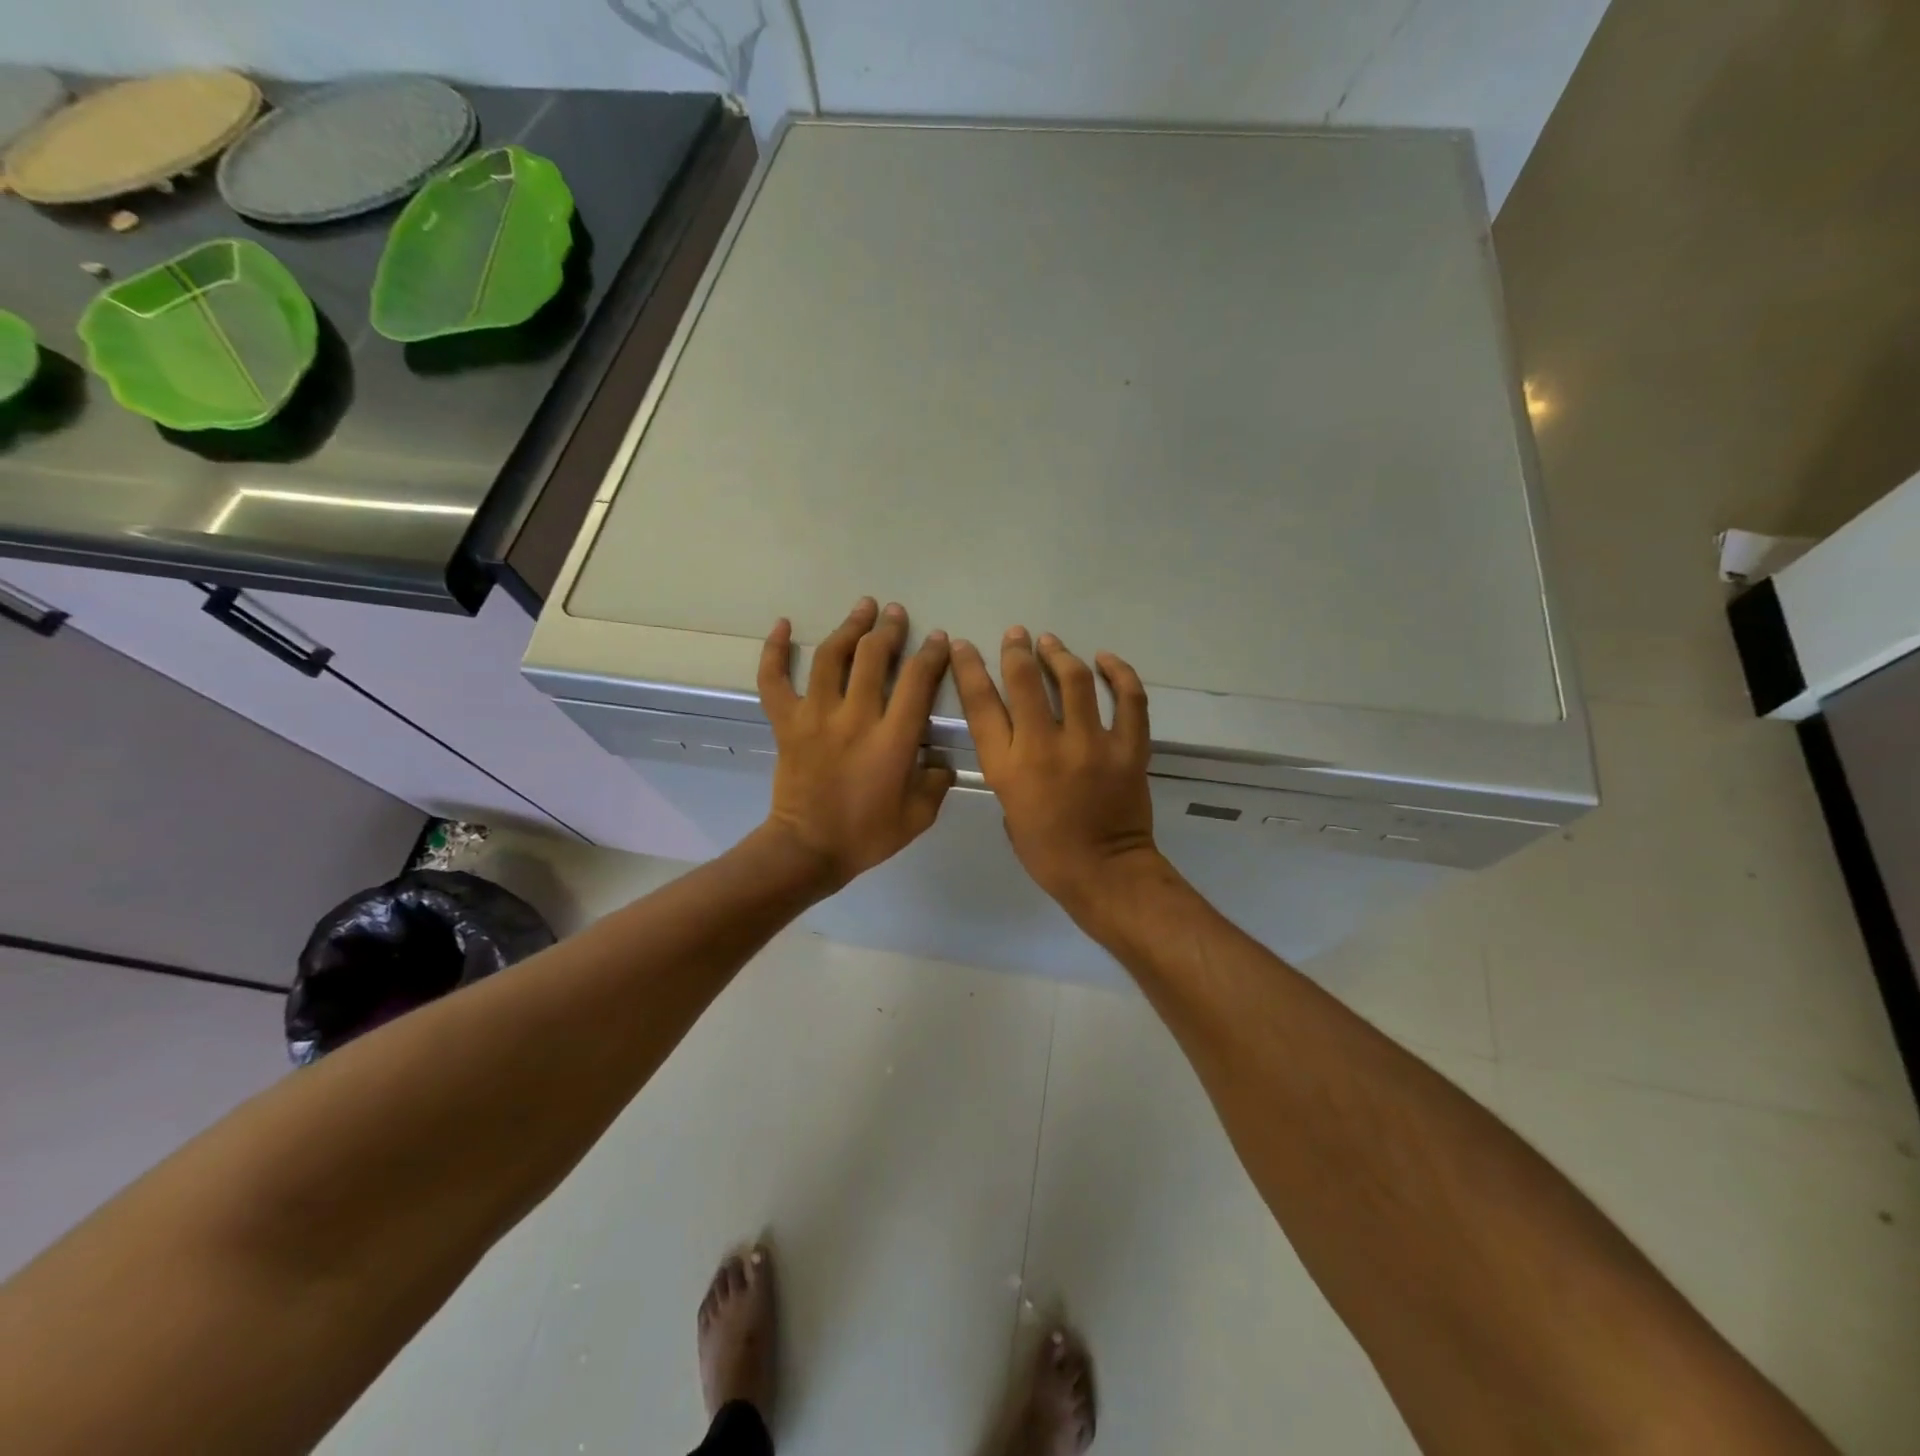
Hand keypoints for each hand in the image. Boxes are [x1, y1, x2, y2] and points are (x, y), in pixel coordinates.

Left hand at [757, 598, 954, 890]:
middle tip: (896, 614)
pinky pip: (774, 680)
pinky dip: (774, 651)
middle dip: (889, 630)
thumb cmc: (866, 835)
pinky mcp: (786, 723)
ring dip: (849, 627)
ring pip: (831, 657)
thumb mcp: (918, 816)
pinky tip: (781, 625)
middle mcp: (854, 717)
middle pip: (874, 657)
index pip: (918, 681)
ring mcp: (815, 716)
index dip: (931, 654)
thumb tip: (940, 759)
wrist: (808, 850)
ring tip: (862, 607)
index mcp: (892, 740)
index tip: (938, 640)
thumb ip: (937, 782)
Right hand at [950, 627, 1159, 915]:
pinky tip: (1106, 660)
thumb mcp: (1009, 809)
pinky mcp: (1129, 748)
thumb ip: (1010, 768)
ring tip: (1052, 643)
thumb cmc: (1047, 852)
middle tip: (1016, 635)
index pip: (980, 704)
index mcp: (1008, 767)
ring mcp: (1091, 744)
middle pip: (1024, 681)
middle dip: (1016, 650)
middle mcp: (1045, 747)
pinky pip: (1129, 699)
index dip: (969, 668)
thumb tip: (1022, 739)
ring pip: (1074, 680)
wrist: (1105, 874)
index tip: (964, 646)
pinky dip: (1119, 674)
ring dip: (1059, 654)